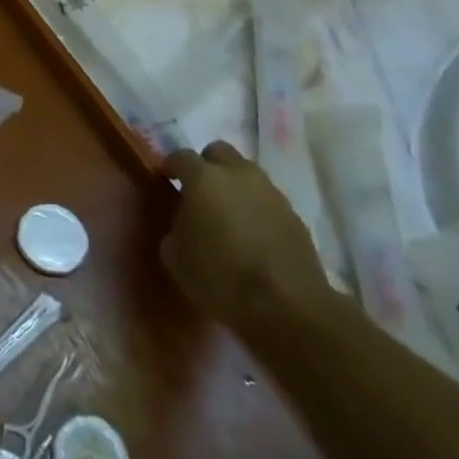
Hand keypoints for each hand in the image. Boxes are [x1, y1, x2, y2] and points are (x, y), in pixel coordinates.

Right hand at [160, 141, 331, 332]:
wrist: (286, 306)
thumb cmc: (219, 276)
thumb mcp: (174, 255)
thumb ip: (174, 227)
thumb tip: (184, 222)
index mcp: (204, 178)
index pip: (180, 156)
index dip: (169, 167)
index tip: (164, 181)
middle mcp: (239, 175)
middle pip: (219, 152)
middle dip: (206, 165)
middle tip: (197, 192)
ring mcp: (272, 193)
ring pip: (246, 175)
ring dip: (233, 187)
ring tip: (226, 217)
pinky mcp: (295, 216)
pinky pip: (266, 200)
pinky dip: (255, 209)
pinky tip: (250, 236)